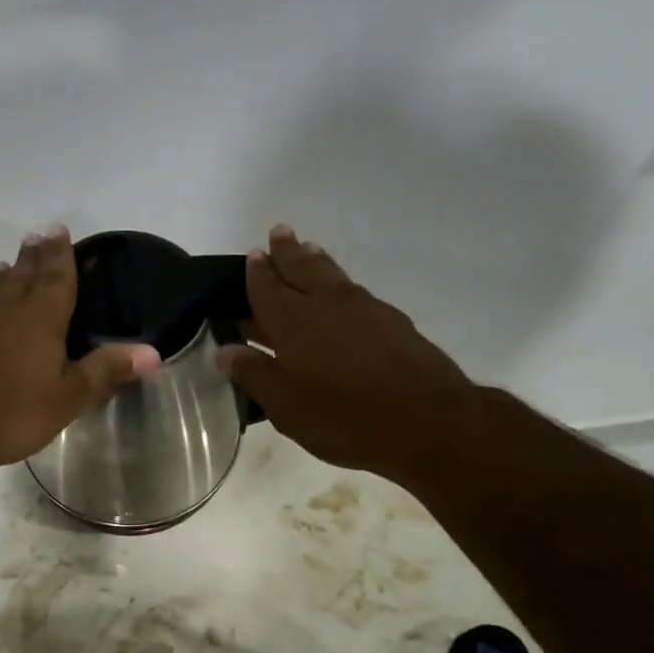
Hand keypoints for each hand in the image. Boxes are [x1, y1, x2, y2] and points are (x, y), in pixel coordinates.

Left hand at [0, 227, 160, 474]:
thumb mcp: (67, 397)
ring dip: (6, 274)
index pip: (55, 275)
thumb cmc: (8, 410)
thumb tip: (154, 352)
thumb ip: (106, 371)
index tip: (60, 230)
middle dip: (34, 255)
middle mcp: (3, 307)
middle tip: (39, 236)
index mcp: (39, 315)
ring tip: (10, 265)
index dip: (61, 254)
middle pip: (22, 273)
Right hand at [219, 226, 475, 487]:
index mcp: (293, 321)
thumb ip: (255, 375)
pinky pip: (355, 290)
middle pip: (302, 267)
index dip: (257, 272)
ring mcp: (364, 308)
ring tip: (308, 248)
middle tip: (279, 232)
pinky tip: (343, 292)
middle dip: (288, 251)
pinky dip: (341, 281)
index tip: (252, 255)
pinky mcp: (393, 320)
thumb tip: (225, 350)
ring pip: (332, 274)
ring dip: (315, 259)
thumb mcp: (287, 407)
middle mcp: (327, 303)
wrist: (428, 420)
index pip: (267, 287)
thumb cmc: (345, 418)